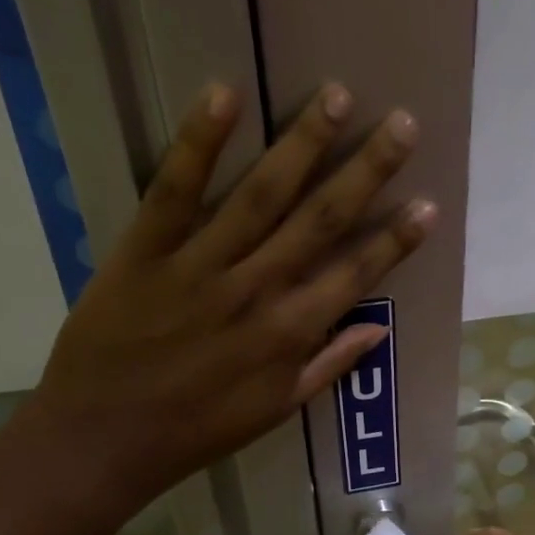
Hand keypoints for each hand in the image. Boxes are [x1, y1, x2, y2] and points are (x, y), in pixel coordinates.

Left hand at [18, 82, 432, 505]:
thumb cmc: (199, 429)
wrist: (104, 439)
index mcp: (290, 333)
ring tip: (338, 95)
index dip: (396, 239)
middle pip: (319, 220)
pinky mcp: (144, 250)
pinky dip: (198, 143)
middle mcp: (256, 290)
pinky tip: (224, 94)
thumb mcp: (276, 409)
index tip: (429, 203)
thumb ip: (329, 365)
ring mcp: (199, 266)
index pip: (356, 274)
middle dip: (366, 170)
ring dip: (302, 143)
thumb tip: (378, 327)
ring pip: (260, 195)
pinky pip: (174, 190)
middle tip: (403, 124)